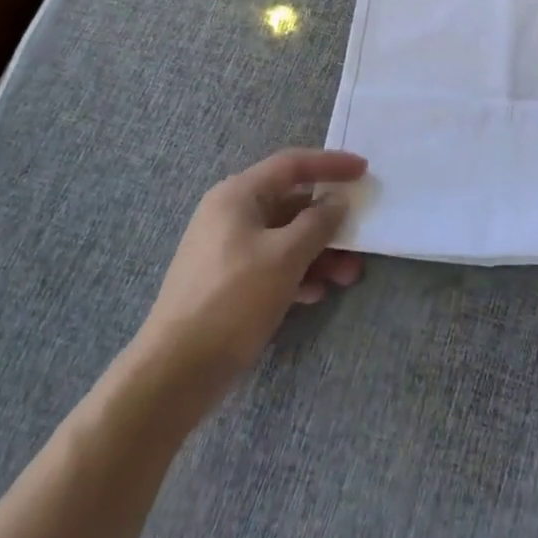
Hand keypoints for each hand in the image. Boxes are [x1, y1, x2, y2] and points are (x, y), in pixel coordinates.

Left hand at [136, 148, 368, 384]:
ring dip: (319, 252)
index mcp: (238, 195)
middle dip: (329, 221)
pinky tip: (316, 293)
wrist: (173, 373)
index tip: (364, 170)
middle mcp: (230, 214)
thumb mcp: (285, 256)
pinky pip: (272, 264)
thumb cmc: (232, 300)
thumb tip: (337, 201)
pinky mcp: (227, 283)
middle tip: (360, 234)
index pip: (292, 164)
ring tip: (348, 275)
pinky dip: (297, 272)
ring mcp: (226, 250)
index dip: (331, 164)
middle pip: (291, 203)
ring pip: (284, 238)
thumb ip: (318, 222)